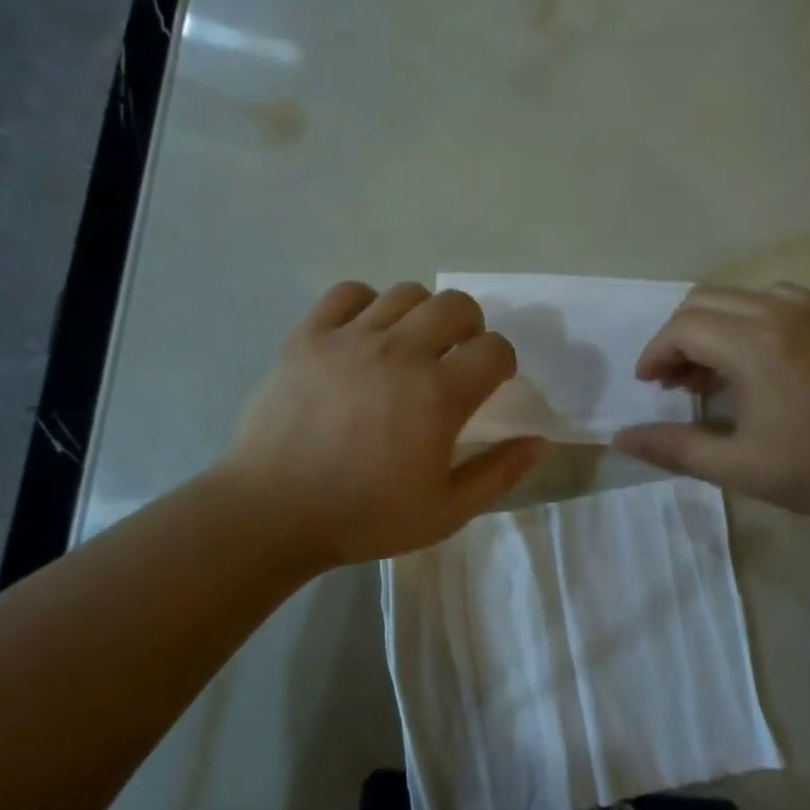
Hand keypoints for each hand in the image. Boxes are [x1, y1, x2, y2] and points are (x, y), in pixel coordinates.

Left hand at [222, 281, 545, 565]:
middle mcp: (400, 352)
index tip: (489, 383)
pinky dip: (367, 304)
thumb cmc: (363, 517)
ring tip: (410, 345)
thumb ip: (498, 474)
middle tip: (455, 358)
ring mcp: (351, 338)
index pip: (495, 348)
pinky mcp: (309, 335)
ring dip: (422, 314)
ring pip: (407, 293)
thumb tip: (538, 441)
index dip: (502, 363)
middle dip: (470, 327)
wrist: (271, 513)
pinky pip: (350, 292)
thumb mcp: (445, 512)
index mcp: (438, 394)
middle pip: (457, 305)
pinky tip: (364, 335)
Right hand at [612, 284, 809, 525]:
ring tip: (710, 373)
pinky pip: (770, 299)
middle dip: (678, 338)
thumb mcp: (741, 467)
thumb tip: (620, 439)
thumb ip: (675, 448)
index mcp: (754, 344)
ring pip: (736, 297)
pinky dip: (744, 320)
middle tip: (674, 383)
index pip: (683, 328)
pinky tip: (754, 359)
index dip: (656, 353)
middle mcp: (778, 310)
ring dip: (710, 326)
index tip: (648, 385)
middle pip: (703, 303)